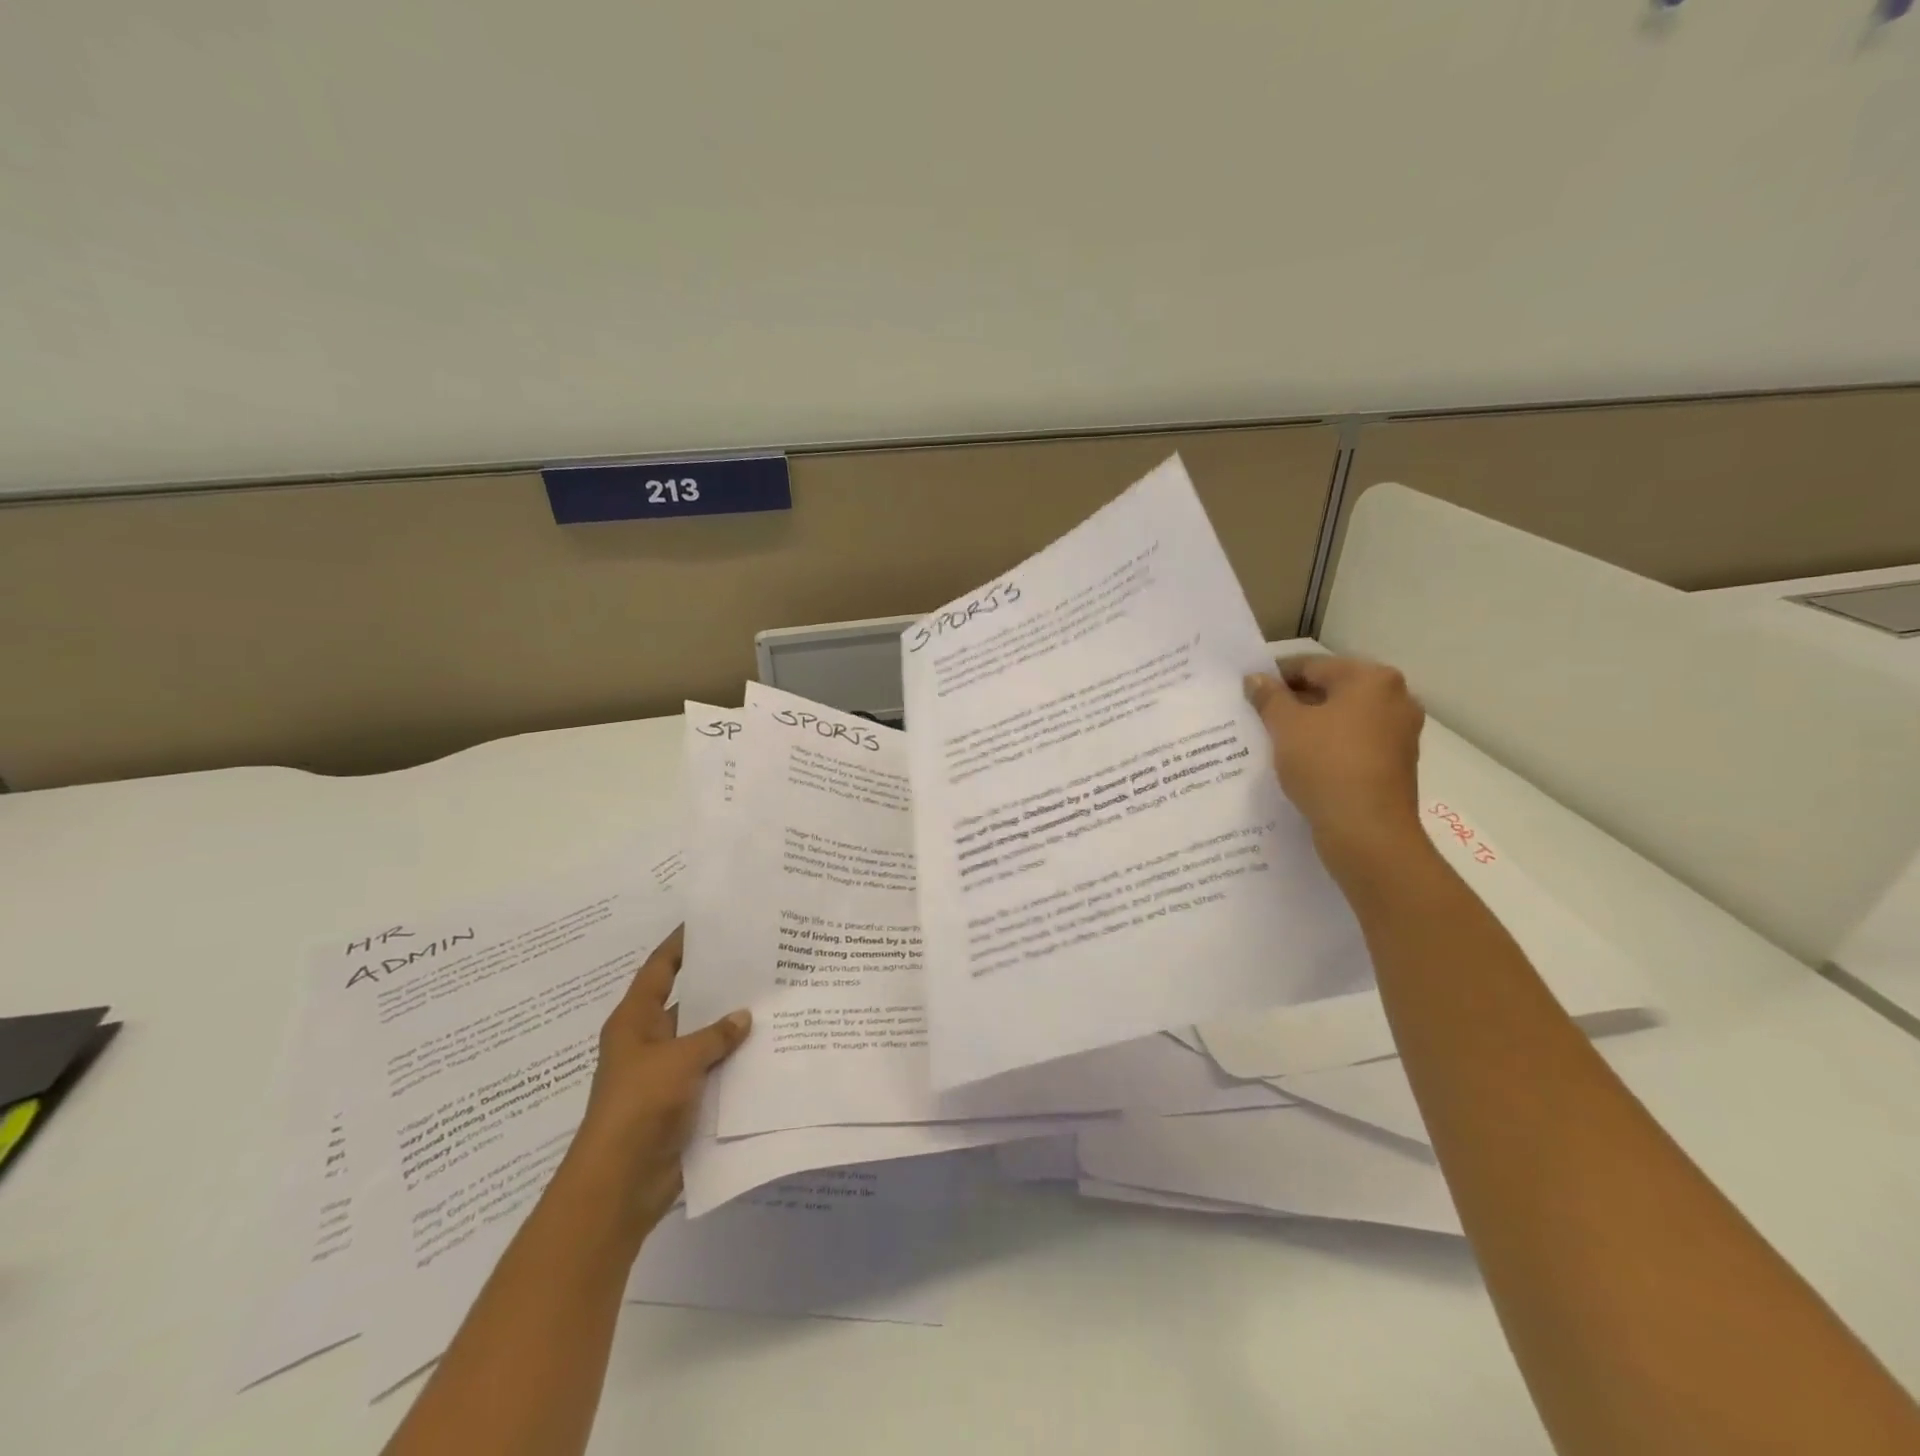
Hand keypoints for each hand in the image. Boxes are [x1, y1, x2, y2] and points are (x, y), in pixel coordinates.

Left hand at [568, 926, 750, 1232]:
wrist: (621, 1183)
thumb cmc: (640, 1105)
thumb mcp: (679, 1059)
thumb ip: (714, 1034)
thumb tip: (744, 1016)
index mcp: (635, 1021)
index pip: (659, 970)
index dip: (680, 945)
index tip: (709, 922)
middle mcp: (649, 1041)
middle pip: (686, 1002)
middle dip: (717, 985)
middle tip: (759, 961)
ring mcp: (665, 1073)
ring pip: (703, 1038)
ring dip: (730, 1027)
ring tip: (773, 1001)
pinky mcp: (682, 1101)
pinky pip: (712, 1071)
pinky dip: (733, 1061)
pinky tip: (767, 1049)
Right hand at [1245, 655, 1425, 864]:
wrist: (1367, 832)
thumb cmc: (1326, 766)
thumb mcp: (1286, 726)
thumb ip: (1269, 697)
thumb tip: (1256, 679)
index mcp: (1371, 679)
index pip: (1312, 666)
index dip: (1275, 677)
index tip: (1248, 693)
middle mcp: (1395, 699)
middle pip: (1331, 691)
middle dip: (1294, 703)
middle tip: (1258, 718)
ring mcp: (1400, 733)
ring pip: (1342, 720)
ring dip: (1310, 727)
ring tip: (1274, 743)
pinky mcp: (1396, 764)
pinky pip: (1353, 745)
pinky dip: (1328, 748)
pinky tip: (1301, 764)